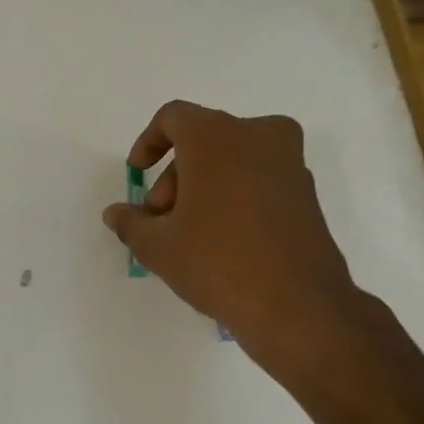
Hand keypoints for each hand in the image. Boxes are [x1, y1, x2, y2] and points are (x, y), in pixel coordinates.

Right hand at [102, 101, 364, 372]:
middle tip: (160, 218)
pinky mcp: (306, 192)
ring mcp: (290, 163)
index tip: (138, 174)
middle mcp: (258, 136)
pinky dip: (233, 196)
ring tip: (187, 235)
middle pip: (203, 140)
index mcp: (217, 137)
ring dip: (203, 187)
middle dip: (174, 176)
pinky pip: (257, 179)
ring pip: (232, 159)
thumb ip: (131, 222)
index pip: (174, 117)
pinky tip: (219, 240)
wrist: (296, 305)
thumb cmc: (216, 262)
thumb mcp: (157, 246)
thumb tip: (116, 213)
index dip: (148, 142)